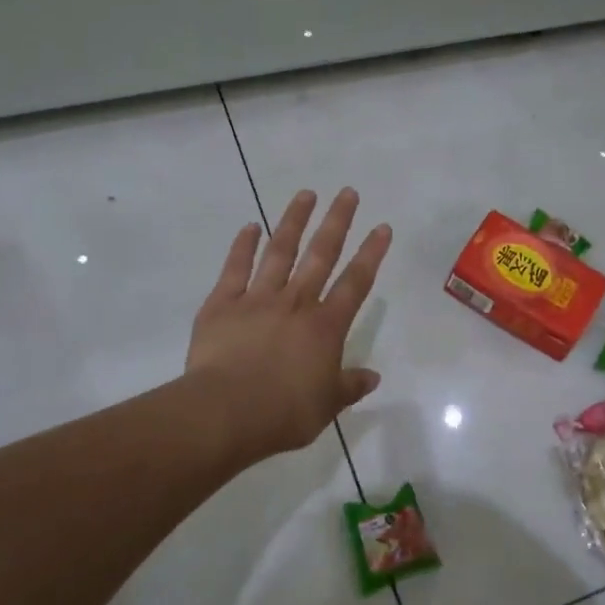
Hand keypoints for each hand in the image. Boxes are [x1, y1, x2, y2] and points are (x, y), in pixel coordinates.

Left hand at [186, 188, 391, 462]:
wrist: (227, 412)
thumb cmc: (284, 412)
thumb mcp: (326, 406)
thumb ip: (349, 386)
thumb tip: (373, 377)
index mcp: (325, 327)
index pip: (356, 282)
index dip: (371, 253)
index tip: (382, 227)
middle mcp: (296, 303)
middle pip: (321, 254)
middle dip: (337, 222)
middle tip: (347, 192)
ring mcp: (258, 299)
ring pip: (280, 251)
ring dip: (294, 221)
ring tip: (306, 194)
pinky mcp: (222, 304)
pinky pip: (235, 268)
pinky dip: (242, 246)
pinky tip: (250, 226)